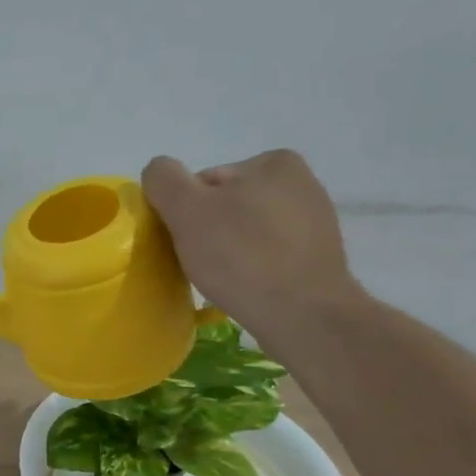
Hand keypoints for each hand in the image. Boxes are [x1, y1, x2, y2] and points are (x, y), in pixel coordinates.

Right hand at [142, 149, 359, 341]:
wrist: (302, 313)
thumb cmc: (242, 256)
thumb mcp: (187, 210)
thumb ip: (164, 180)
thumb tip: (158, 171)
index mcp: (273, 162)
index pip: (204, 183)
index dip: (184, 213)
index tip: (183, 242)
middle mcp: (300, 182)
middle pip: (226, 206)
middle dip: (208, 232)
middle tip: (200, 264)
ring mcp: (313, 220)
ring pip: (246, 232)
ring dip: (229, 251)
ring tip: (223, 279)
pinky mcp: (316, 256)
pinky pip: (268, 255)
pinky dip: (251, 268)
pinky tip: (246, 287)